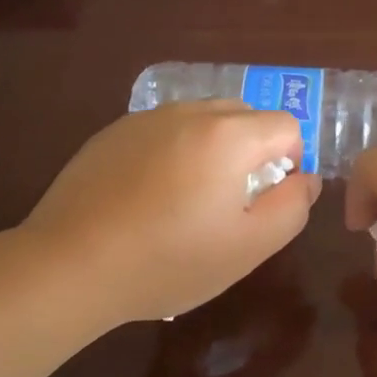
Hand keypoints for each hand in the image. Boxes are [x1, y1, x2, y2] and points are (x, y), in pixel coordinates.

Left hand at [22, 101, 319, 325]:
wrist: (70, 264)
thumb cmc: (168, 261)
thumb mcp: (247, 247)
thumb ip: (291, 207)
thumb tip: (306, 178)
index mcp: (228, 135)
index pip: (286, 125)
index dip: (290, 162)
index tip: (265, 199)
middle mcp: (189, 112)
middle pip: (245, 115)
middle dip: (253, 150)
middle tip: (231, 200)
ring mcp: (146, 118)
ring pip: (203, 119)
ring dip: (213, 148)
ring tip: (189, 198)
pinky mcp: (113, 131)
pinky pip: (164, 129)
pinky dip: (174, 150)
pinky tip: (149, 195)